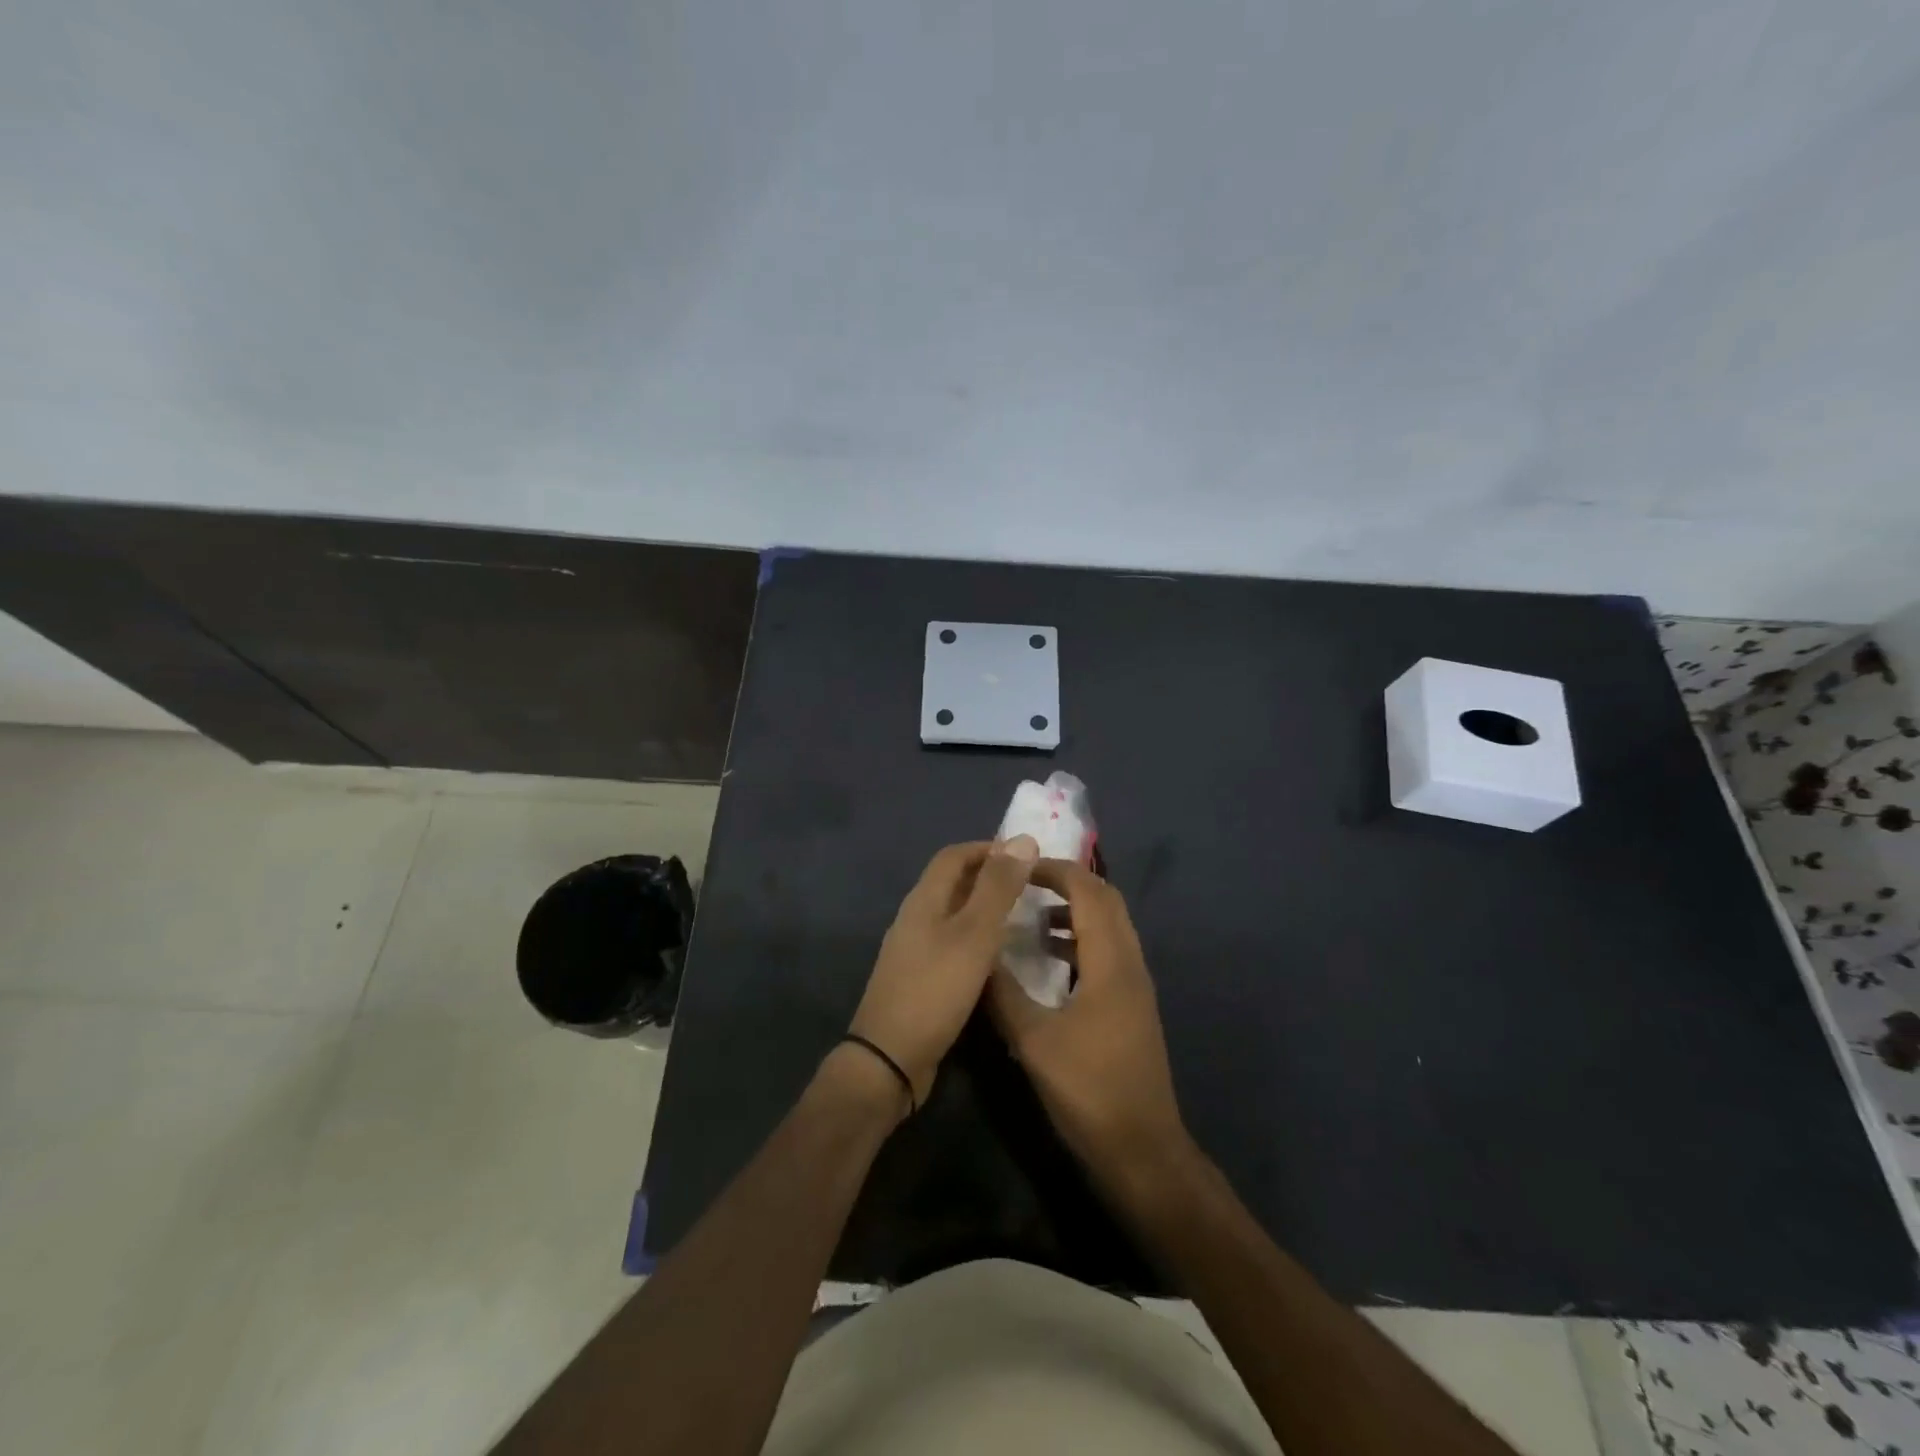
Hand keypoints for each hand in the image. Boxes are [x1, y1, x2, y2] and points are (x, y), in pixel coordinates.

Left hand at [849, 836, 1039, 1110]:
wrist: (891, 1058)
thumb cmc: (936, 989)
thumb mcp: (974, 934)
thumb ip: (998, 888)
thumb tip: (1023, 838)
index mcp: (924, 899)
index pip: (954, 855)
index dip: (988, 849)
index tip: (1025, 857)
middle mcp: (915, 917)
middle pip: (952, 882)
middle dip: (989, 877)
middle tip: (1029, 888)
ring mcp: (913, 949)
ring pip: (952, 914)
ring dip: (983, 909)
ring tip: (1021, 919)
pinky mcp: (919, 978)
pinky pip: (951, 943)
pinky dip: (976, 939)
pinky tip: (997, 959)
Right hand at [988, 860, 1189, 1181]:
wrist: (1142, 1150)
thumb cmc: (1088, 1090)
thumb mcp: (1033, 1041)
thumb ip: (1003, 994)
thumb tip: (977, 957)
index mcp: (1111, 962)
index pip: (1089, 892)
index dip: (1055, 871)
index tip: (1019, 868)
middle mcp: (1131, 964)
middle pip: (1106, 901)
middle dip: (1067, 884)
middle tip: (1025, 885)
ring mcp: (1135, 986)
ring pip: (1109, 928)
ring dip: (1074, 913)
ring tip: (1031, 920)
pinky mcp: (1132, 1007)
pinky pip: (1108, 954)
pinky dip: (1080, 943)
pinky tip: (1049, 964)